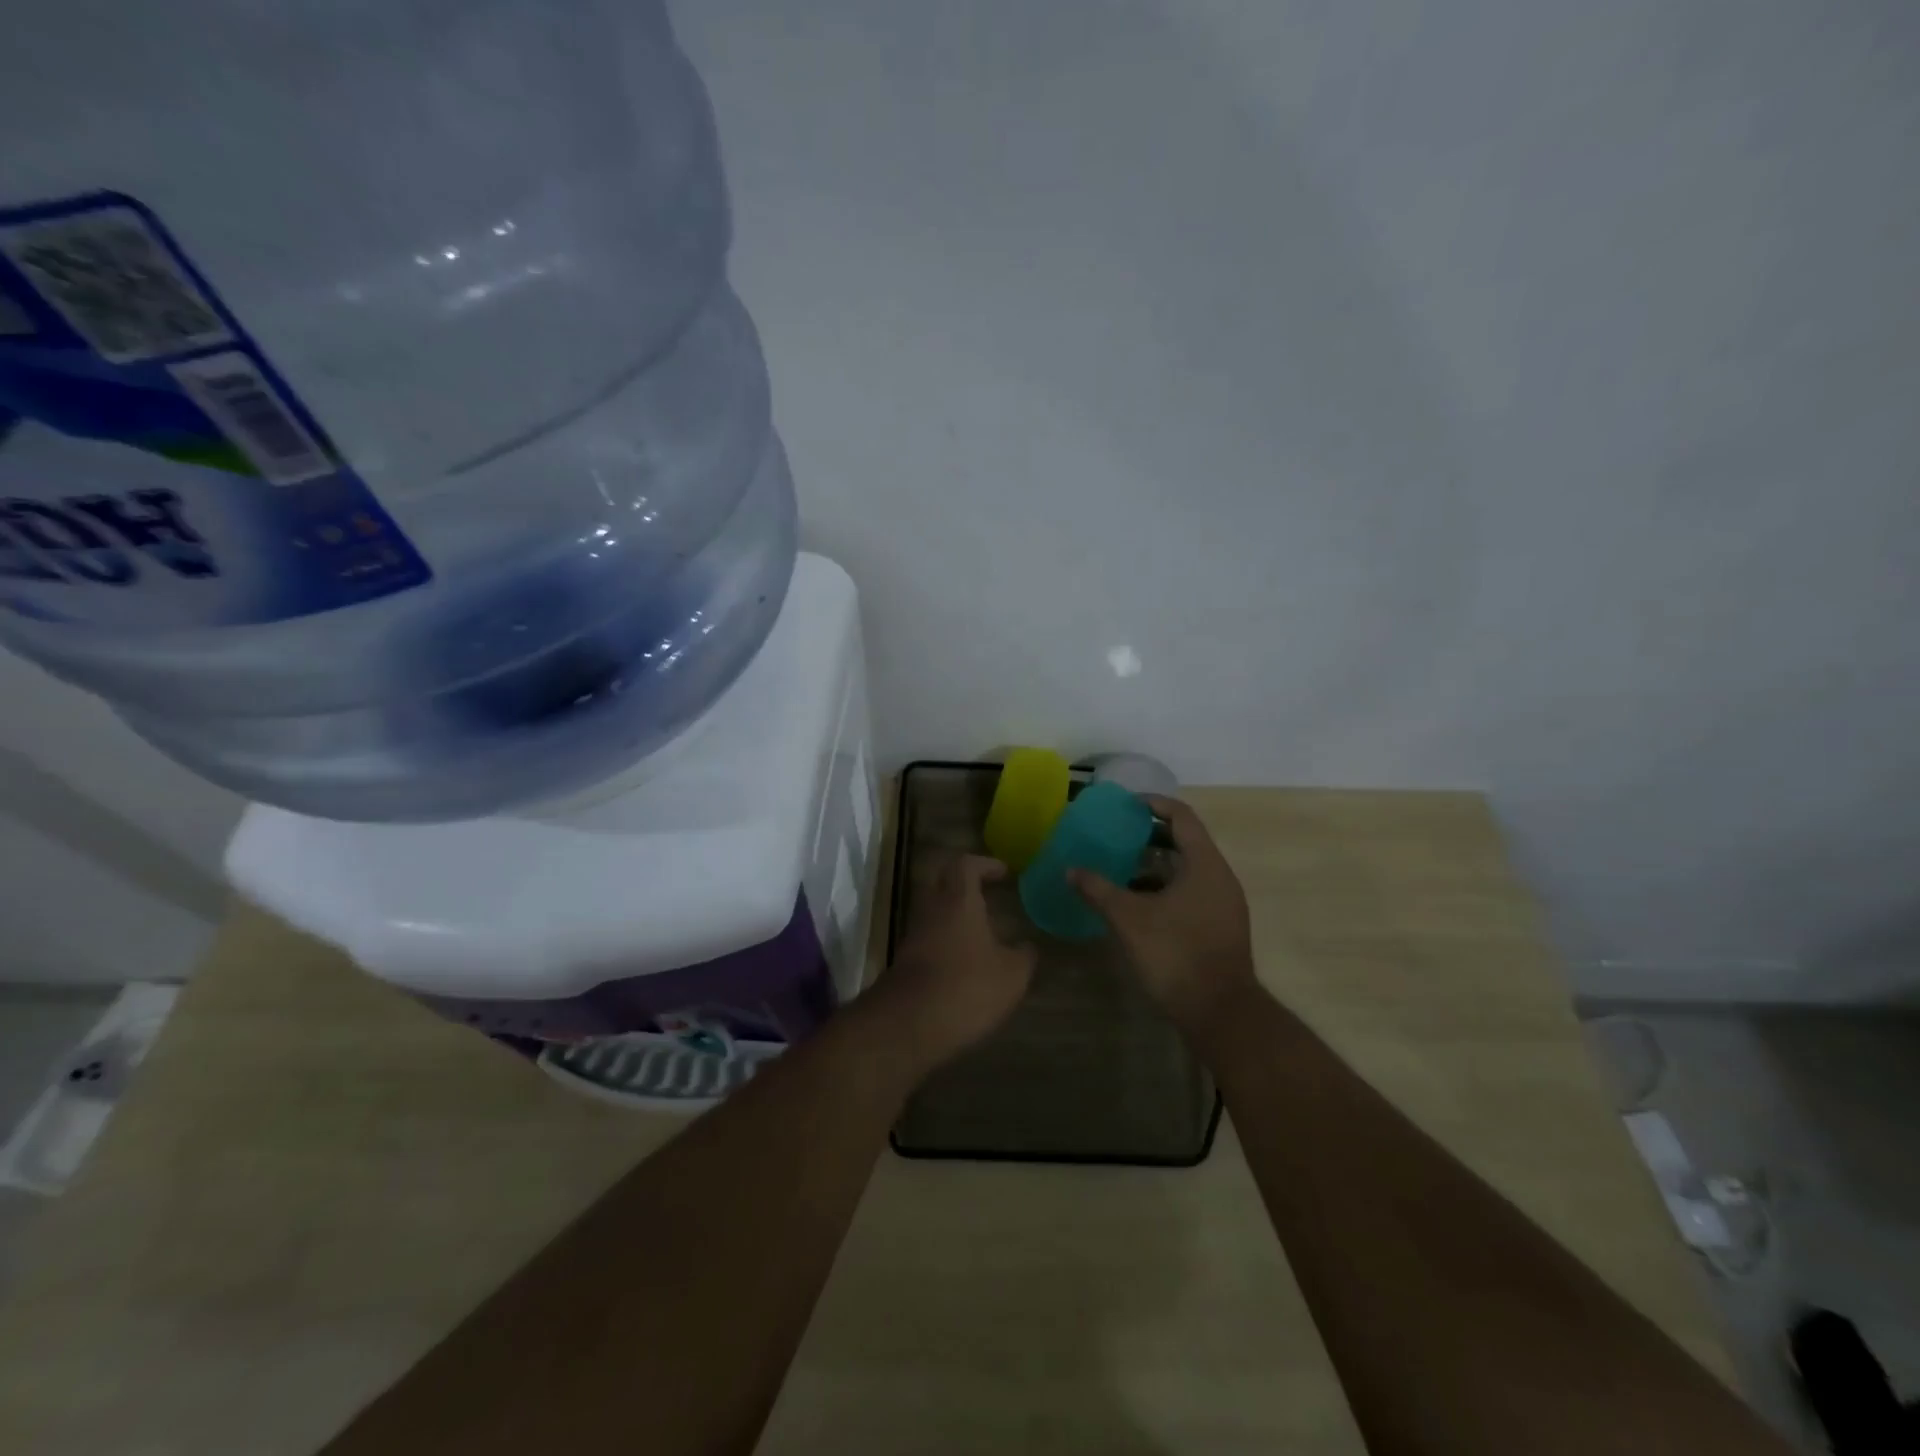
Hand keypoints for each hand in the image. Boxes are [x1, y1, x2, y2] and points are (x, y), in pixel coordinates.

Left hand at [871, 854, 1037, 1070]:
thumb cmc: (967, 986)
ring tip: (982, 930)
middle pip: (943, 881)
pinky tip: (965, 960)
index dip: (984, 864)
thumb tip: (1027, 948)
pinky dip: (946, 939)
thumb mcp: (1011, 975)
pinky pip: (928, 937)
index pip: (965, 865)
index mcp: (958, 900)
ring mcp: (914, 935)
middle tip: (989, 892)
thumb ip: (1023, 956)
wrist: (909, 1023)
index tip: (1003, 872)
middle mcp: (932, 909)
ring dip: (954, 913)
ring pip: (934, 910)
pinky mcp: (906, 961)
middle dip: (965, 883)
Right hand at [1070, 797, 1259, 1036]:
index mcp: (1205, 864)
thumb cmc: (1176, 954)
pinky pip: (1192, 892)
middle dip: (1151, 836)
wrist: (1220, 1012)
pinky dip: (1166, 888)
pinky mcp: (1220, 926)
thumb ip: (1099, 890)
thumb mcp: (1129, 919)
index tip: (1127, 804)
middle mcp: (1220, 877)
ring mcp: (1224, 903)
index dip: (1154, 804)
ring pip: (1188, 870)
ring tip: (1121, 867)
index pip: (1182, 817)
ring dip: (1157, 865)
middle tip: (1118, 835)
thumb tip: (1070, 870)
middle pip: (1187, 841)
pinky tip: (1139, 903)